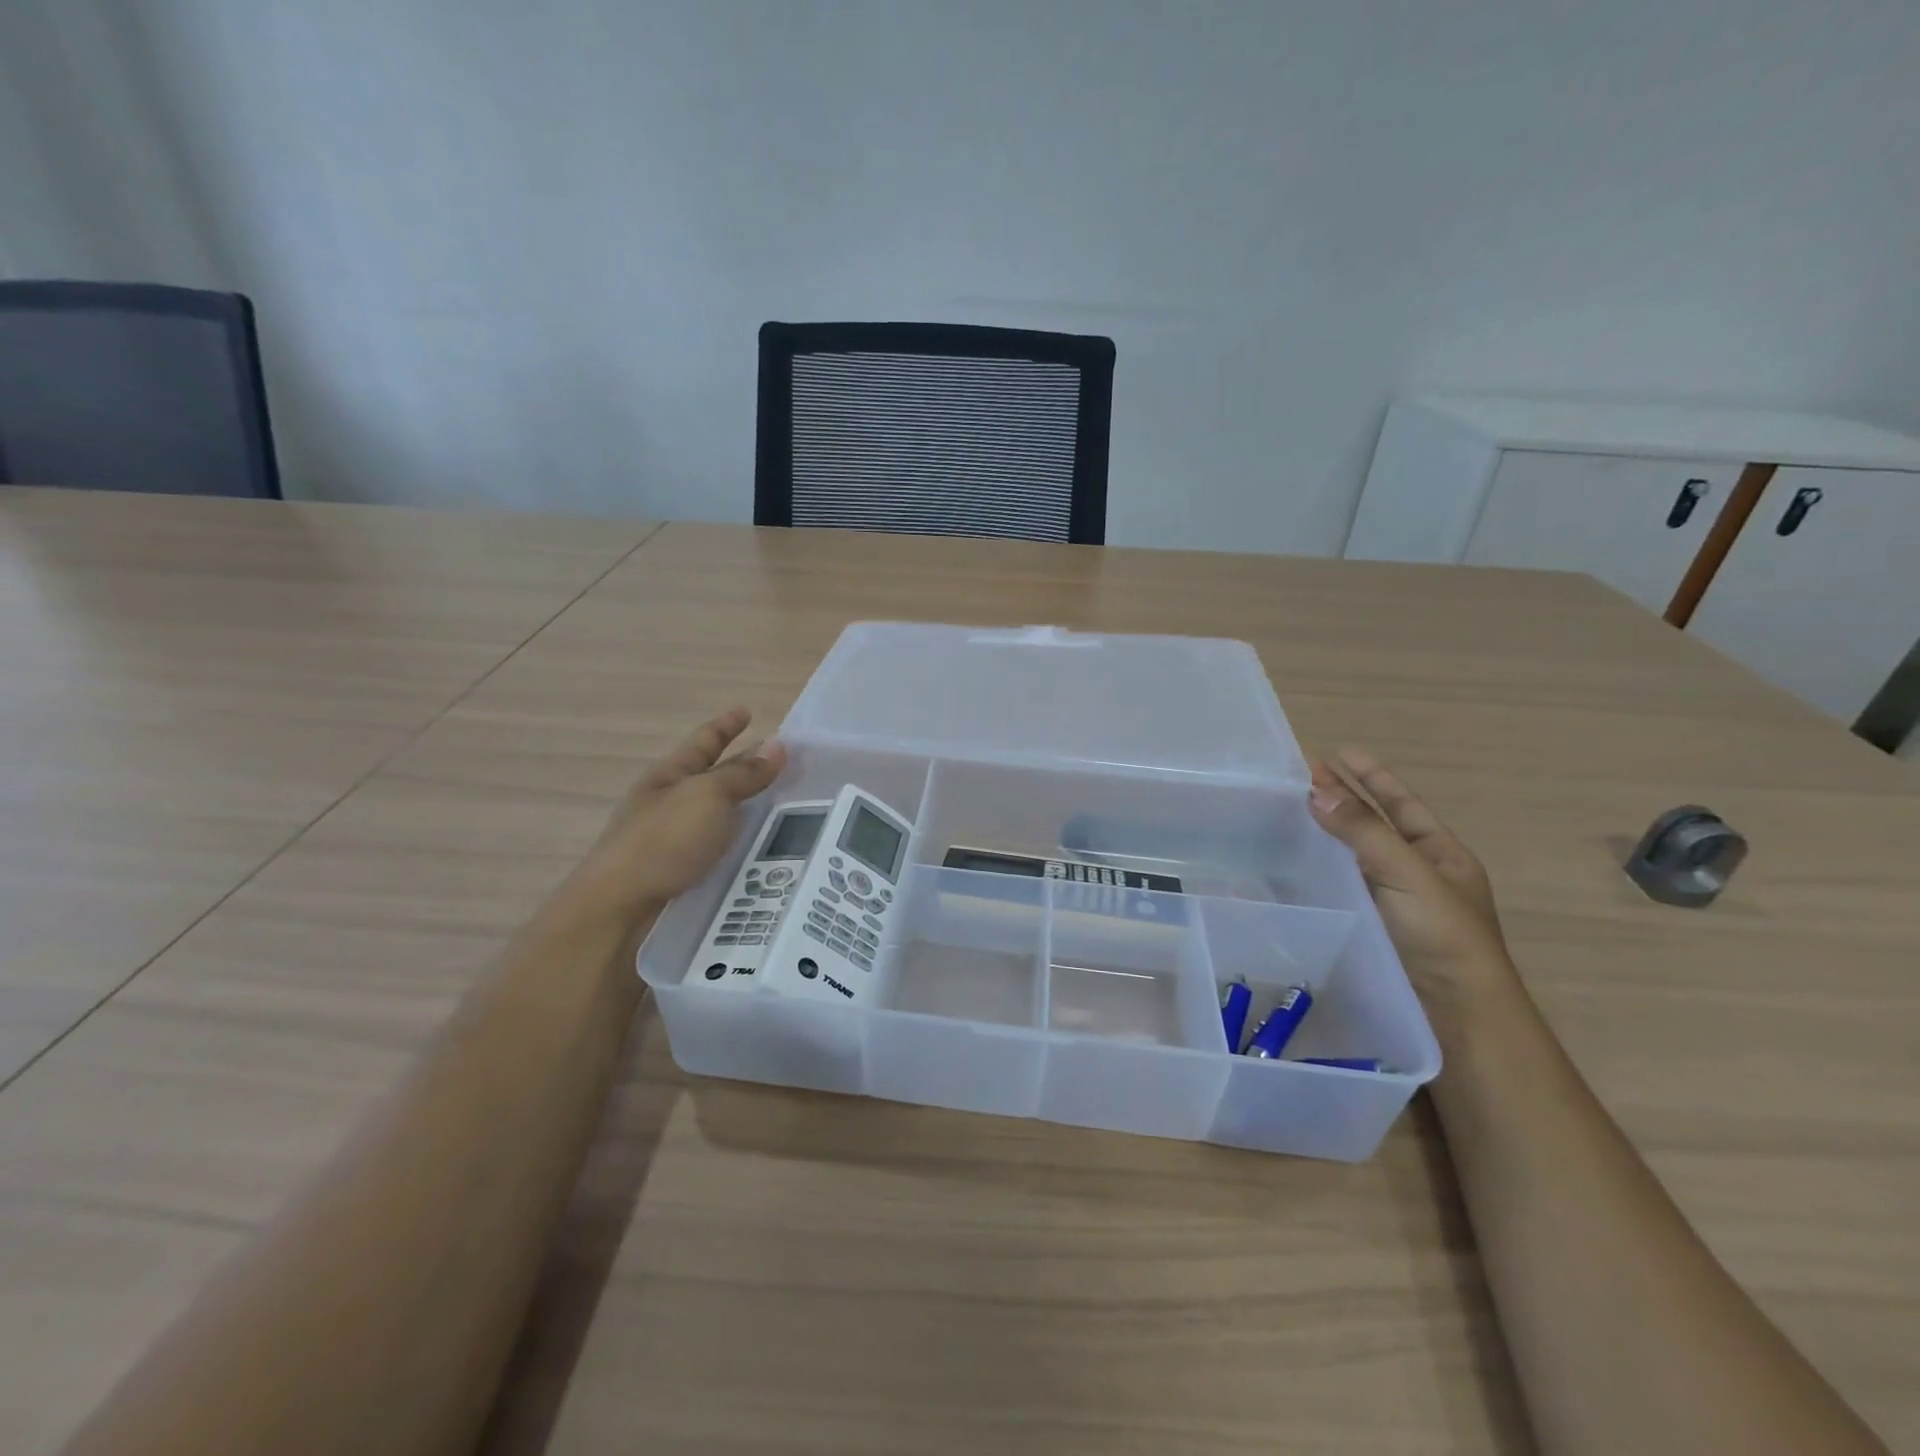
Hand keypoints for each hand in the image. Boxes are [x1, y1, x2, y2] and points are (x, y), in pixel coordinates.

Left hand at [563, 707, 787, 925]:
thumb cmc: (662, 842)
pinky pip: (723, 848)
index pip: (704, 741)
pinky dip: (746, 842)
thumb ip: (743, 774)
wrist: (619, 911)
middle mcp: (671, 804)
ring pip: (721, 815)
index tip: (747, 711)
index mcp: (670, 776)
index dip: (726, 725)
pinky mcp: (685, 874)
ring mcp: (676, 841)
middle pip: (714, 777)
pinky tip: (769, 851)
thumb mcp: (707, 797)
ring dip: (750, 808)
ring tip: (791, 808)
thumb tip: (778, 745)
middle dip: (745, 766)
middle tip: (785, 763)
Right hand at [1308, 747, 1520, 1022]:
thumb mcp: (1409, 875)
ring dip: (1328, 831)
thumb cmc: (1444, 938)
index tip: (1336, 751)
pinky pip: (1343, 885)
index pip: (1400, 803)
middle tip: (1302, 775)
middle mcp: (1418, 873)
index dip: (1370, 775)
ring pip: (1356, 855)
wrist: (1459, 1018)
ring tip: (1291, 810)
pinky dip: (1320, 867)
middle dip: (1343, 797)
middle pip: (1376, 824)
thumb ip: (1364, 832)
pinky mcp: (1373, 928)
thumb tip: (1316, 791)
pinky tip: (1294, 863)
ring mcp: (1395, 902)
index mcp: (1441, 854)